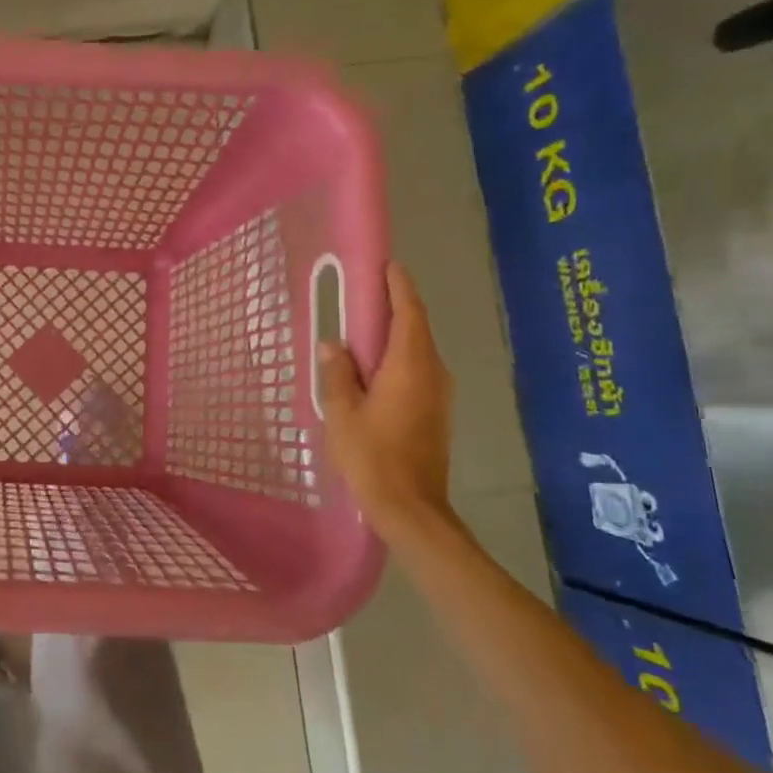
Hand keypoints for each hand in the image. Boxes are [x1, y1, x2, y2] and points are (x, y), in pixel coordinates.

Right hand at [319, 262, 455, 539]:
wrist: (410, 507)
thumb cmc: (372, 456)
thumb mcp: (341, 412)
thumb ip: (337, 374)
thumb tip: (334, 344)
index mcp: (410, 366)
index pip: (409, 313)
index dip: (399, 286)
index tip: (387, 265)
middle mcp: (432, 373)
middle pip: (416, 328)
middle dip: (395, 306)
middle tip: (365, 291)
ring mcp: (438, 394)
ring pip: (418, 350)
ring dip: (395, 333)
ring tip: (364, 325)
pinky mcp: (435, 412)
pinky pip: (417, 370)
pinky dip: (397, 357)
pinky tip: (373, 366)